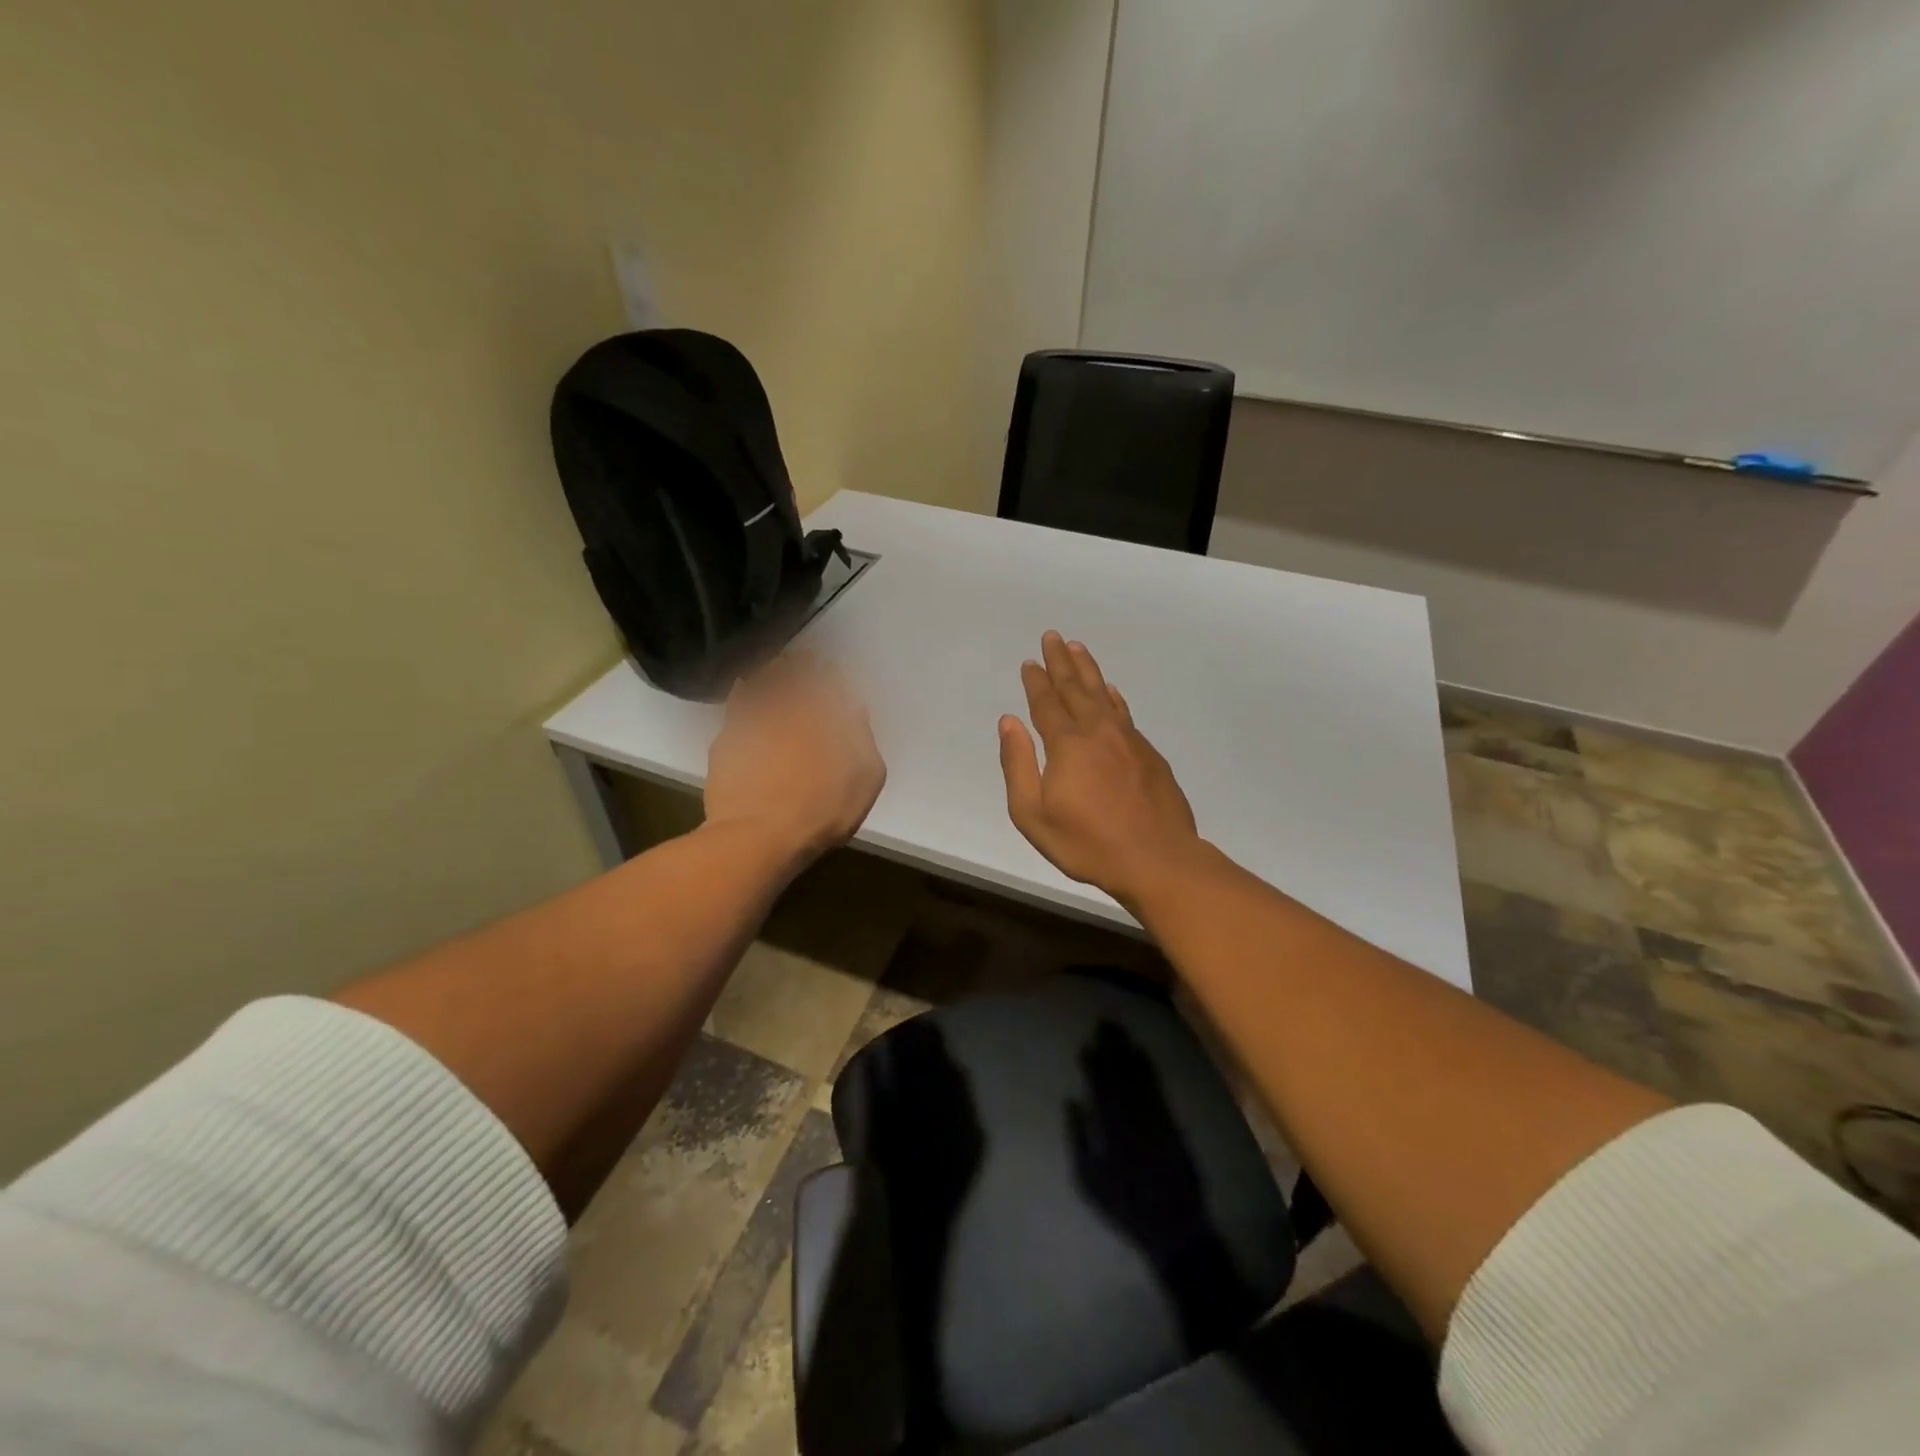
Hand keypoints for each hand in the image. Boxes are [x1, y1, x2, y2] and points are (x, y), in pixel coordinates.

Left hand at [705, 651, 885, 862]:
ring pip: (762, 683)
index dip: (829, 670)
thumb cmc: (823, 809)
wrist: (759, 835)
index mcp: (826, 714)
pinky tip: (743, 689)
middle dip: (799, 664)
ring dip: (770, 672)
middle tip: (800, 657)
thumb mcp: (866, 777)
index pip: (828, 679)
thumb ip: (863, 737)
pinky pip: (736, 704)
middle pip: (793, 675)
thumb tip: (855, 708)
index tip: (830, 664)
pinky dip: (742, 692)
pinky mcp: (726, 739)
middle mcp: (789, 708)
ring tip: (774, 667)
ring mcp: (753, 721)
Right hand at [998, 631, 1202, 909]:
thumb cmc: (1087, 843)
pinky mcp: (1149, 754)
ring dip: (1088, 670)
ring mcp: (1128, 740)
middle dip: (1061, 662)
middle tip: (1053, 636)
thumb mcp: (1033, 814)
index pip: (1046, 703)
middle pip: (1075, 688)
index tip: (1030, 662)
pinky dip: (1113, 697)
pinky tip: (1111, 691)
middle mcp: (1098, 731)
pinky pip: (1125, 712)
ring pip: (1103, 694)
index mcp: (1067, 744)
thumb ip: (1018, 764)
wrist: (1157, 859)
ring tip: (1078, 648)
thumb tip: (1009, 722)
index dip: (1036, 681)